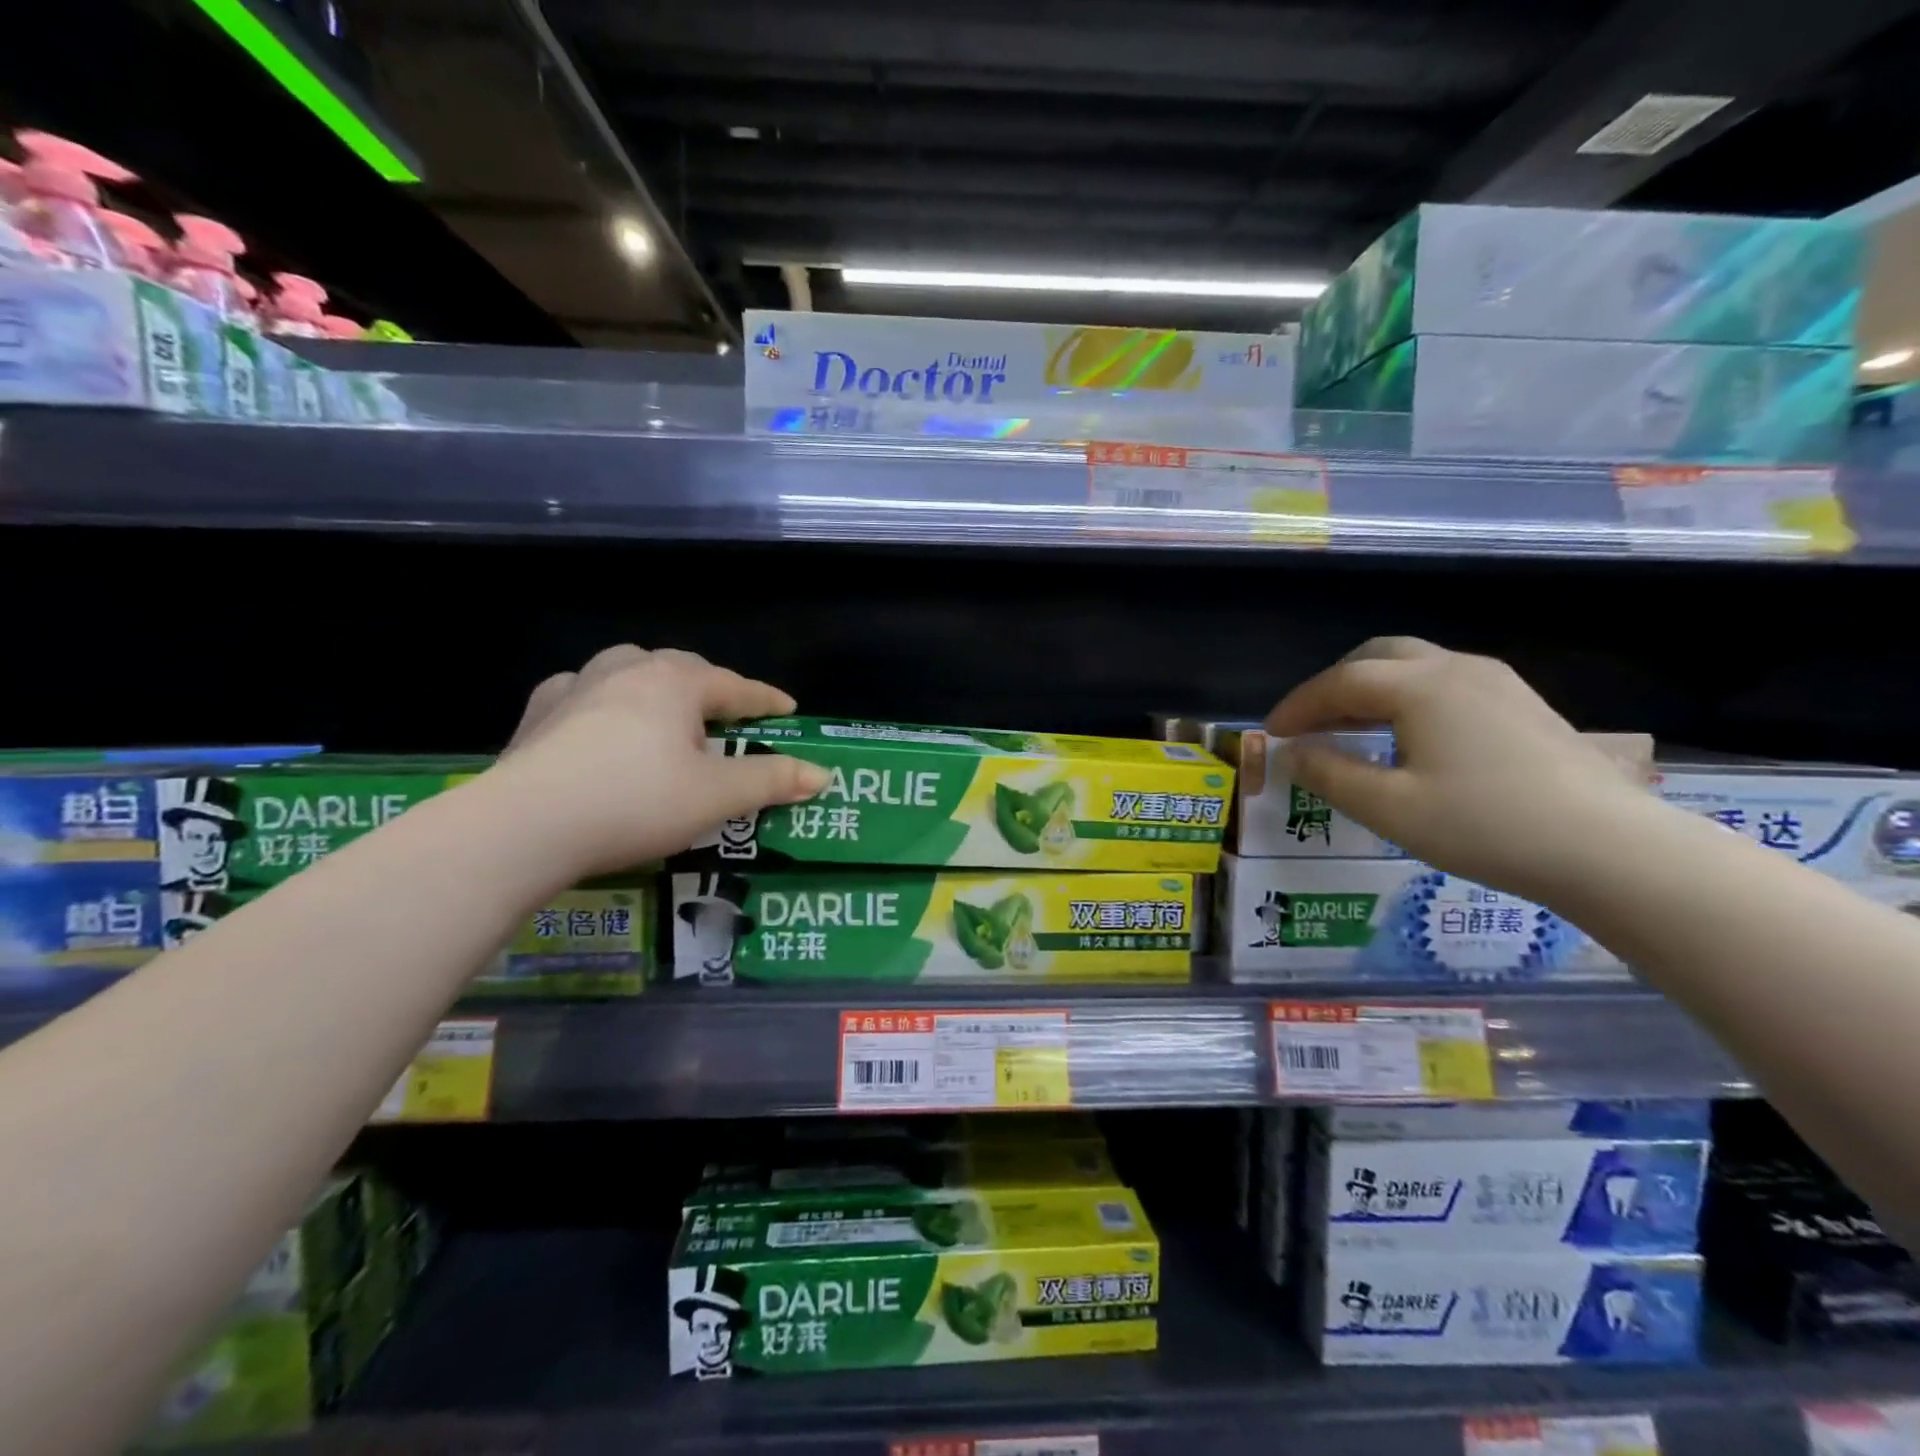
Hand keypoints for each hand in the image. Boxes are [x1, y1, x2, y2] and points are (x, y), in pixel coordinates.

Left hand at [485, 645, 828, 879]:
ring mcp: (575, 688)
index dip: (765, 700)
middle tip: (726, 716)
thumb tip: (822, 775)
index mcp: (675, 683)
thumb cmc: (636, 802)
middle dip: (710, 689)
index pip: (734, 686)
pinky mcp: (538, 716)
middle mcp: (626, 670)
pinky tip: (598, 723)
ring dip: (654, 687)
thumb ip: (771, 781)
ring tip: (664, 713)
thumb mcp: (716, 797)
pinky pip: (581, 695)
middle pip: (681, 669)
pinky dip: (602, 704)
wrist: (525, 826)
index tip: (788, 709)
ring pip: (627, 671)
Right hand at [1266, 637, 1653, 900]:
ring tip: (1351, 729)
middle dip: (1333, 685)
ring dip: (1371, 689)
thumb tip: (1291, 753)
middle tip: (1310, 724)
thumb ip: (1330, 775)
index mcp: (1420, 687)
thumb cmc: (1486, 826)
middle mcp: (1456, 669)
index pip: (1340, 682)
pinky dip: (1406, 697)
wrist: (1610, 848)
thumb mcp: (1390, 809)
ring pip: (1414, 666)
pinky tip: (1407, 737)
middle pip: (1377, 656)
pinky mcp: (1521, 704)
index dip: (1298, 706)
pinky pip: (1444, 683)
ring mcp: (1496, 682)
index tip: (1271, 734)